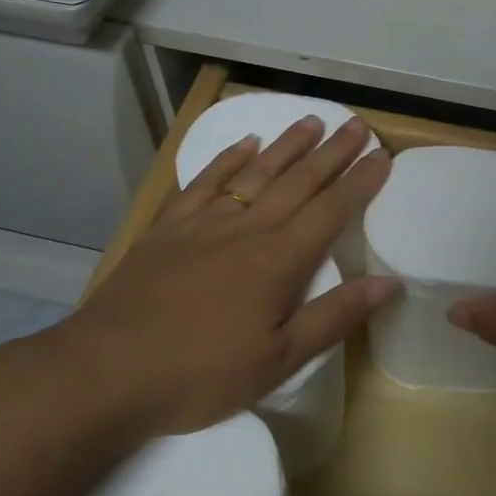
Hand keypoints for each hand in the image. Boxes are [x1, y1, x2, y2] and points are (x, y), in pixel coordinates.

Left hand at [47, 115, 395, 434]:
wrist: (107, 370)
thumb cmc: (201, 374)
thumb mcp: (278, 360)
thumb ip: (335, 317)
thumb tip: (389, 283)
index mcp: (279, 260)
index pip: (331, 210)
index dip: (360, 182)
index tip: (382, 156)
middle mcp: (247, 229)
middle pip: (299, 182)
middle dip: (332, 153)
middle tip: (356, 125)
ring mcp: (204, 222)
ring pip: (256, 172)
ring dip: (287, 145)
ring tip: (312, 121)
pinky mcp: (169, 227)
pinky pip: (205, 181)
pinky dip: (228, 158)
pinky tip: (245, 144)